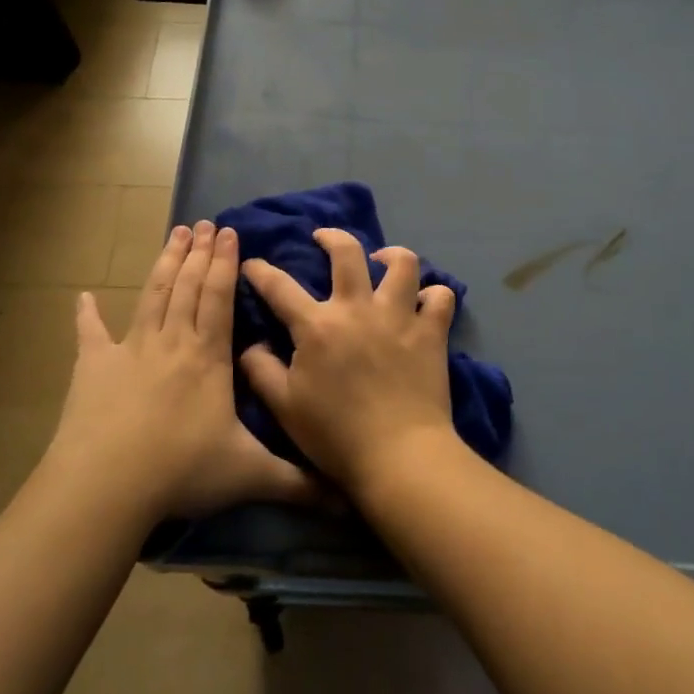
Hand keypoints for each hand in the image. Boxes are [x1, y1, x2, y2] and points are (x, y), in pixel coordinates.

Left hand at [47, 222, 317, 520]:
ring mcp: (130, 351)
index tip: (229, 232)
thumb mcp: (250, 476)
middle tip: (203, 223)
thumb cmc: (182, 471)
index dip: (225, 263)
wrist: (108, 486)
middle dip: (199, 253)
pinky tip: (83, 296)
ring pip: (152, 296)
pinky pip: (90, 335)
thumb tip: (347, 498)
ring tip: (173, 234)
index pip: (220, 297)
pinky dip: (87, 315)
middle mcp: (172, 342)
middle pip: (188, 286)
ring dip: (164, 264)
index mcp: (208, 357)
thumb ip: (298, 482)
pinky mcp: (93, 368)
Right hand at [240, 229, 458, 498]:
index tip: (252, 262)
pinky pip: (440, 297)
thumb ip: (261, 370)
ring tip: (383, 260)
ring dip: (392, 255)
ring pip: (403, 264)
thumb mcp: (283, 407)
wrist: (398, 456)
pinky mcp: (431, 332)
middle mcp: (358, 308)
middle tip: (323, 238)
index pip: (279, 287)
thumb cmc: (335, 435)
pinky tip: (424, 301)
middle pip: (347, 252)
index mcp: (317, 326)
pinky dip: (433, 295)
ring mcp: (399, 316)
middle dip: (331, 236)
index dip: (260, 270)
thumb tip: (252, 344)